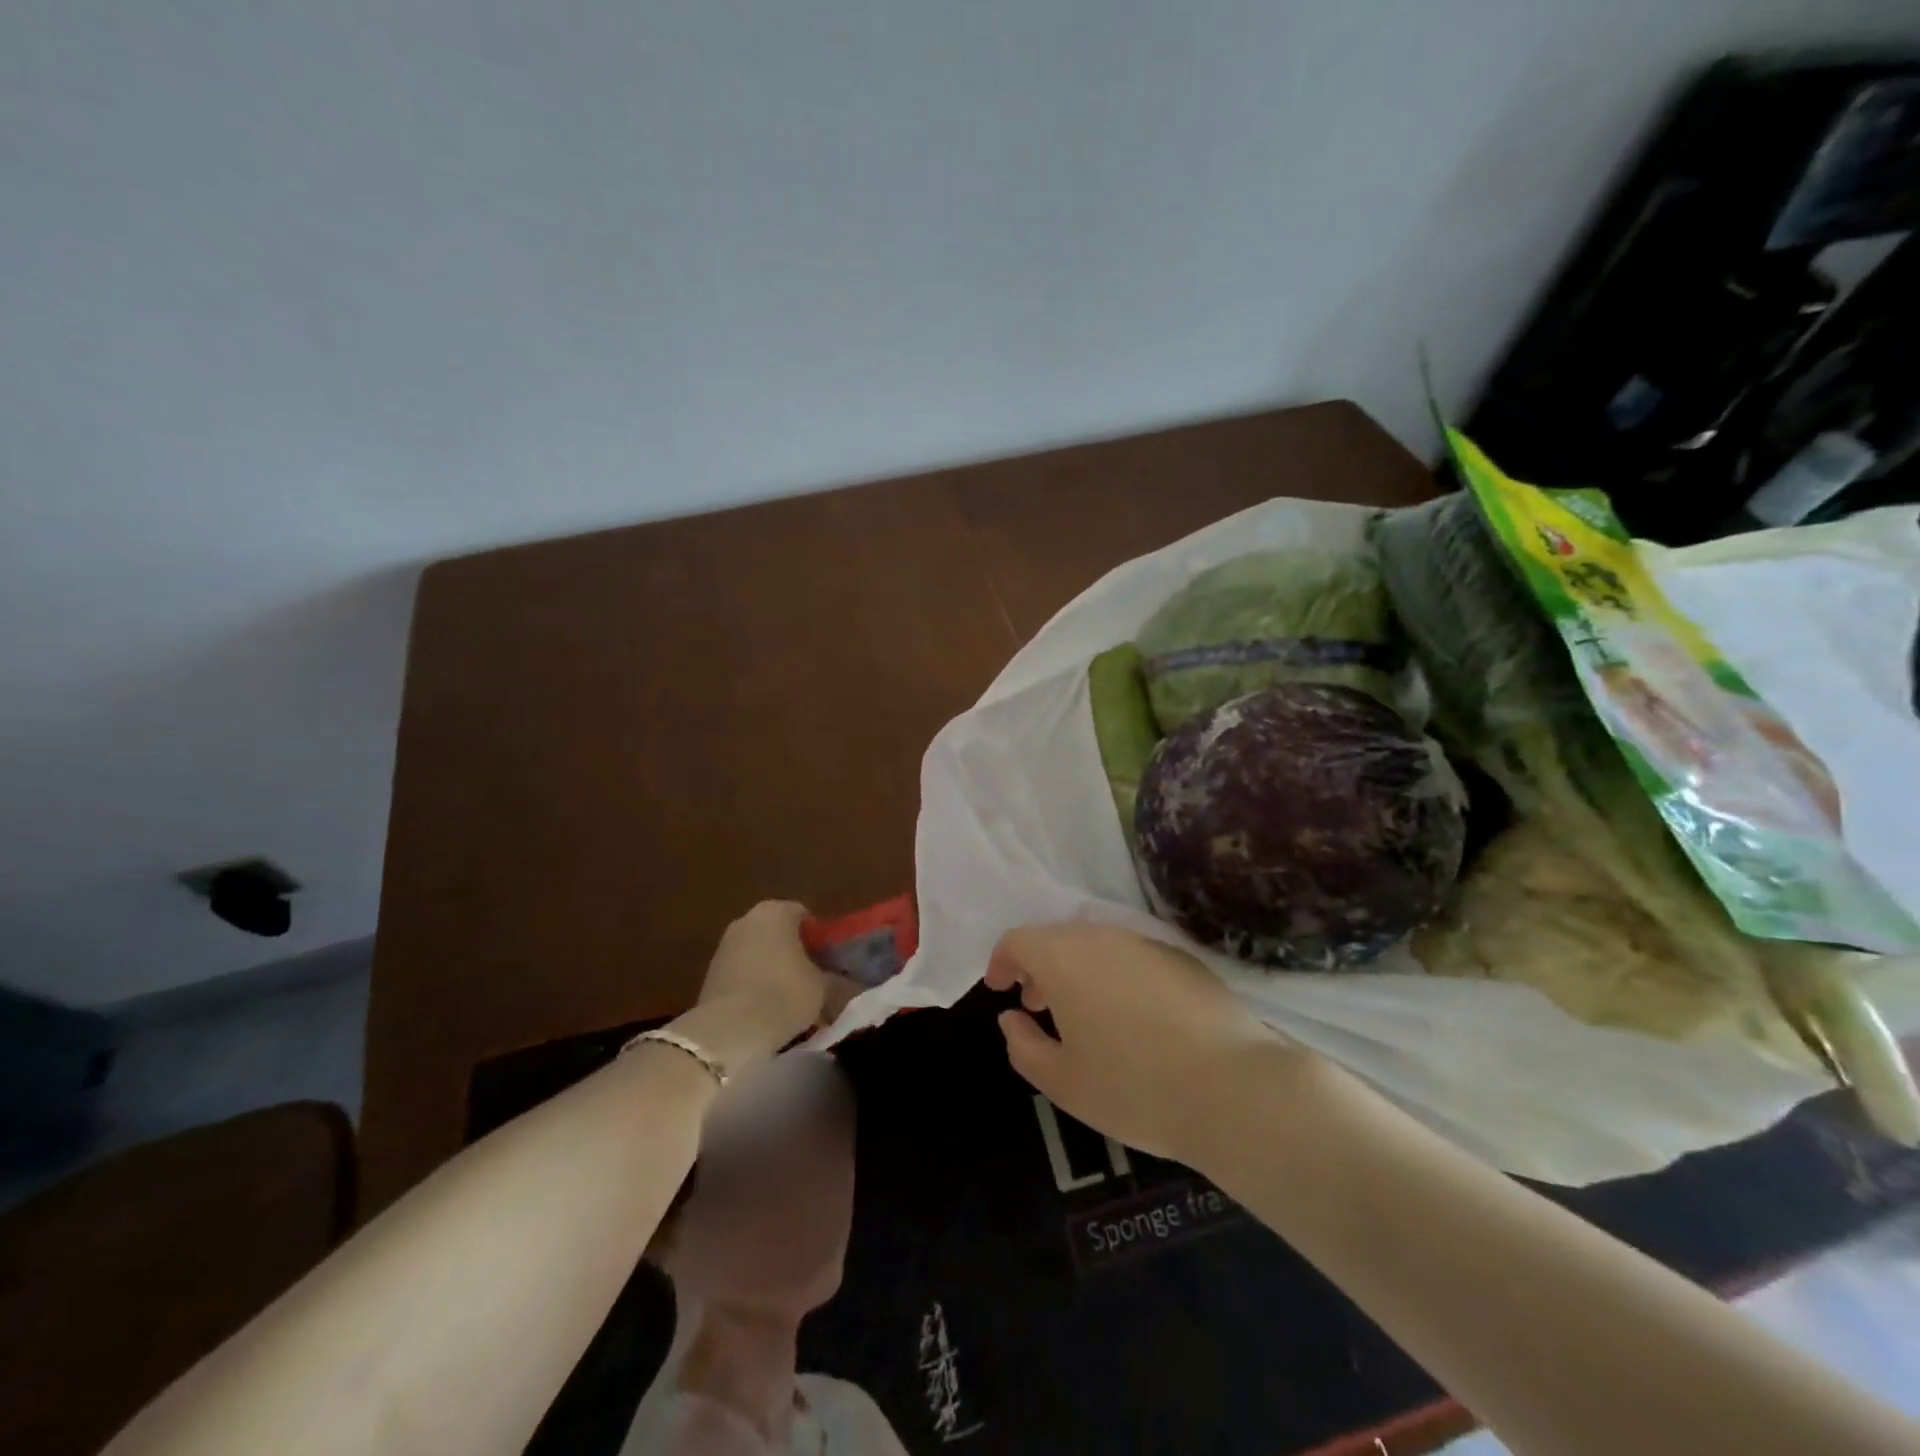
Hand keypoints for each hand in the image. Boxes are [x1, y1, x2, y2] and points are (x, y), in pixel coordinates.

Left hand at [673, 902, 857, 1074]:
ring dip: (772, 970)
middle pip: (779, 932)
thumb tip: (842, 981)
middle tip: (811, 981)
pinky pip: (741, 973)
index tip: (828, 964)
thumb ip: (834, 978)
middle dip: (794, 953)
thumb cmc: (784, 996)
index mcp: (776, 911)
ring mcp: (724, 945)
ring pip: (758, 953)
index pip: (805, 916)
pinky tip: (764, 1010)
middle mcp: (747, 919)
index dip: (819, 939)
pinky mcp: (709, 972)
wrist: (729, 1031)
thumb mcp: (823, 988)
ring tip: (788, 1001)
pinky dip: (753, 985)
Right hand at [986, 922, 1294, 1164]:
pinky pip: (1132, 956)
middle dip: (1040, 967)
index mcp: (1064, 958)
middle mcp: (1103, 937)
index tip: (1000, 989)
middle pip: (1058, 938)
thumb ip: (1023, 1046)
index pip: (1018, 939)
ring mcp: (1146, 943)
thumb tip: (1011, 1018)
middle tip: (1038, 1006)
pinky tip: (1132, 1018)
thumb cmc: (1134, 1087)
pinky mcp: (1182, 958)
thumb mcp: (1063, 1082)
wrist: (1234, 1088)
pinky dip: (1115, 975)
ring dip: (1078, 970)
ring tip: (1084, 1015)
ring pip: (1097, 945)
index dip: (1002, 961)